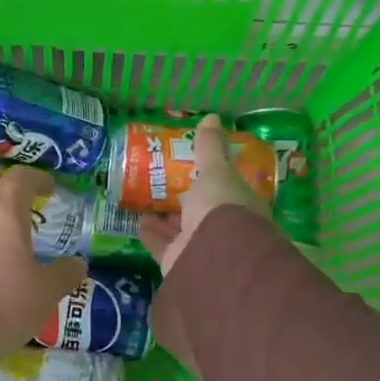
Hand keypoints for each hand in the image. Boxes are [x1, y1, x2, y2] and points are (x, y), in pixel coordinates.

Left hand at [0, 165, 88, 362]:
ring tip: (2, 235)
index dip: (37, 179)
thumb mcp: (45, 293)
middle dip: (8, 189)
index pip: (21, 177)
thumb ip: (64, 274)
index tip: (50, 188)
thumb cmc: (2, 301)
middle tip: (24, 204)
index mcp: (3, 211)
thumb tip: (78, 263)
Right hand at [138, 114, 267, 273]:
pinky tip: (138, 221)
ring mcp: (202, 249)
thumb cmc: (222, 207)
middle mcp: (225, 230)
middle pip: (202, 213)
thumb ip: (210, 148)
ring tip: (147, 201)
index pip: (228, 191)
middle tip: (167, 184)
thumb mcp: (216, 171)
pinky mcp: (179, 263)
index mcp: (241, 207)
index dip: (213, 180)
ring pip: (181, 230)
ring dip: (167, 218)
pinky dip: (151, 233)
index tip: (196, 169)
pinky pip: (162, 245)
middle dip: (186, 201)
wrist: (214, 257)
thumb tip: (212, 117)